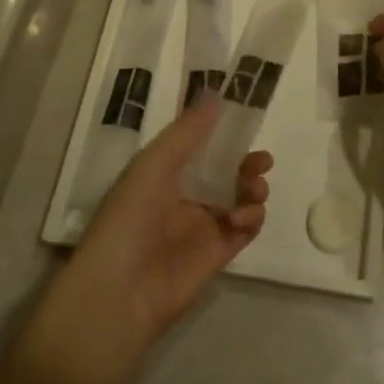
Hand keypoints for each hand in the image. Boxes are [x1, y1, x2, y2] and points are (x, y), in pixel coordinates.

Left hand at [62, 99, 271, 345]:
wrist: (120, 291)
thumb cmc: (130, 217)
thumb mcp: (156, 163)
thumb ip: (189, 130)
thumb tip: (216, 92)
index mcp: (163, 173)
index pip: (200, 147)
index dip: (223, 134)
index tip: (247, 122)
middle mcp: (183, 196)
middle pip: (225, 172)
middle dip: (246, 163)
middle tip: (262, 161)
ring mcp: (201, 227)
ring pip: (239, 199)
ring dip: (252, 188)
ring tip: (254, 189)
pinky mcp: (217, 255)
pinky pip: (244, 230)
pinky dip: (252, 218)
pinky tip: (245, 216)